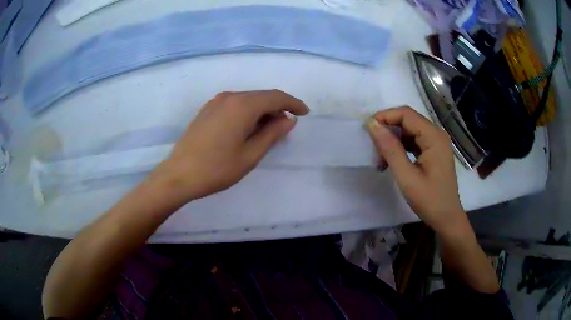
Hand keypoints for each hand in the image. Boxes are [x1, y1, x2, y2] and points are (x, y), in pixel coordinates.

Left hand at [151, 90, 308, 202]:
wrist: (178, 175)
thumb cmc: (217, 169)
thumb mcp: (250, 154)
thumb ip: (272, 133)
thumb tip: (288, 119)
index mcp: (242, 105)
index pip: (275, 97)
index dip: (293, 103)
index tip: (304, 113)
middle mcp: (229, 97)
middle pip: (261, 96)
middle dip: (278, 108)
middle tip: (286, 127)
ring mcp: (215, 102)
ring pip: (247, 100)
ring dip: (262, 111)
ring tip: (269, 130)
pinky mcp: (207, 110)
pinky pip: (234, 105)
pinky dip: (247, 112)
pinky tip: (248, 128)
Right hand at [366, 106, 464, 233]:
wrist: (446, 218)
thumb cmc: (429, 200)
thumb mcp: (407, 176)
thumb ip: (390, 149)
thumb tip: (373, 125)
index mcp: (434, 136)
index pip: (406, 114)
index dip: (385, 116)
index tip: (367, 130)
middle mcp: (436, 134)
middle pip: (408, 121)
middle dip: (388, 131)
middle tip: (373, 149)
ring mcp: (436, 142)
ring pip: (409, 131)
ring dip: (393, 141)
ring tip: (380, 159)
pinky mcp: (433, 151)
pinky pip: (413, 142)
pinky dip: (400, 148)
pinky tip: (391, 161)